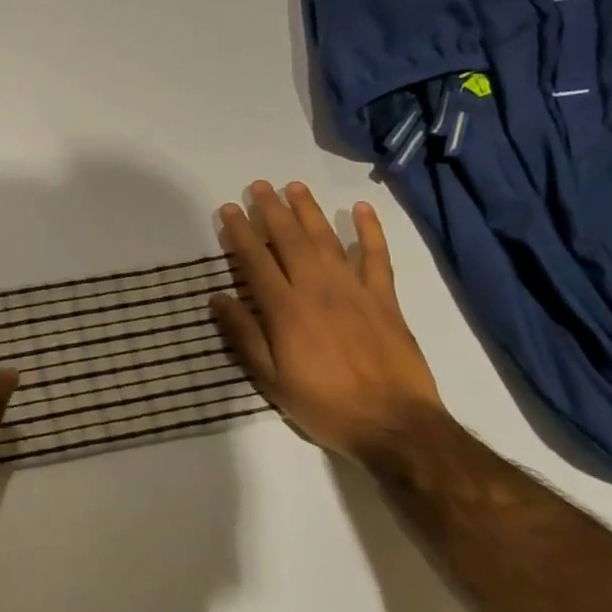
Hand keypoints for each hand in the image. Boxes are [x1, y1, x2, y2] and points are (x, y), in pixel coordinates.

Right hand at [210, 180, 444, 457]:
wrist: (394, 424)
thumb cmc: (325, 405)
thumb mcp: (271, 380)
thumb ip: (244, 336)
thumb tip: (217, 298)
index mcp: (285, 310)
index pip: (256, 261)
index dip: (240, 232)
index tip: (228, 210)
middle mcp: (317, 290)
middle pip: (290, 240)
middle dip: (271, 210)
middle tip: (258, 186)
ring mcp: (354, 290)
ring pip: (327, 240)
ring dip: (309, 211)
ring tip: (294, 186)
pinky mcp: (385, 298)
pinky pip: (376, 256)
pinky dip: (369, 230)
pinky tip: (360, 209)